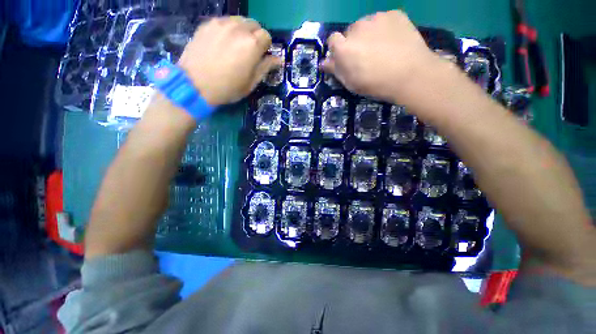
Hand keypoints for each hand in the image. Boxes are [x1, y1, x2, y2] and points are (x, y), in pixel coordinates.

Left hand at [178, 17, 279, 105]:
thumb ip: (265, 68)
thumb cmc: (228, 88)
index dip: (266, 47)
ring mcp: (221, 23)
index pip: (266, 36)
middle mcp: (238, 28)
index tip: (260, 56)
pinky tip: (222, 43)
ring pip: (239, 20)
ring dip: (242, 31)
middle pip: (254, 24)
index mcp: (252, 44)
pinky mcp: (207, 24)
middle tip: (248, 51)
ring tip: (234, 46)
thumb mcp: (251, 83)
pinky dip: (228, 29)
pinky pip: (224, 21)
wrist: (195, 85)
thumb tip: (278, 59)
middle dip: (255, 36)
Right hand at [322, 11, 442, 103]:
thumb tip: (324, 62)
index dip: (338, 49)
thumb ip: (336, 70)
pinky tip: (393, 41)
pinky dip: (384, 29)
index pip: (332, 40)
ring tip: (381, 48)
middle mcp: (357, 27)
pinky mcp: (394, 14)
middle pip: (350, 31)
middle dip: (354, 42)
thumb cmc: (375, 84)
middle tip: (366, 56)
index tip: (345, 58)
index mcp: (344, 47)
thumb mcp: (351, 83)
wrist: (410, 75)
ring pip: (367, 24)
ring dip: (369, 34)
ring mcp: (376, 18)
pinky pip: (383, 20)